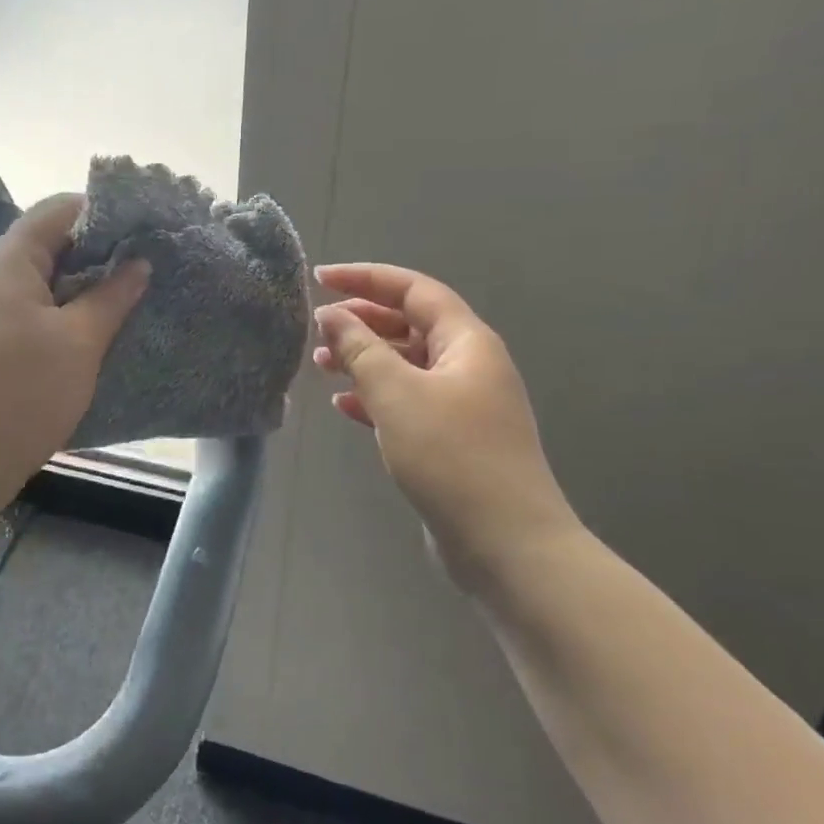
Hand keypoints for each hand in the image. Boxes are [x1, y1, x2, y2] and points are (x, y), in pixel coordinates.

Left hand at [0, 195, 149, 496]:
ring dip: (84, 284)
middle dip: (100, 250)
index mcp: (10, 259)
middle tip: (147, 266)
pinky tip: (96, 328)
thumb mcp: (79, 342)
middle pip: (51, 240)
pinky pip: (33, 307)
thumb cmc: (22, 393)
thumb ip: (112, 296)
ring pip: (44, 277)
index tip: (146, 230)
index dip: (105, 212)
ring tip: (130, 296)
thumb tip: (138, 262)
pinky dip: (65, 310)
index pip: (60, 209)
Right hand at [312, 263, 578, 586]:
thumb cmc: (451, 456)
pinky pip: (408, 402)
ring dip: (364, 360)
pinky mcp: (452, 439)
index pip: (414, 290)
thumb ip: (360, 349)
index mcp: (467, 342)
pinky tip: (344, 407)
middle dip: (362, 321)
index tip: (321, 279)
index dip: (365, 278)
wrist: (506, 544)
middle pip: (410, 324)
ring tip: (321, 366)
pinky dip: (375, 397)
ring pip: (406, 365)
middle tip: (317, 328)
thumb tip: (332, 316)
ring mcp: (463, 404)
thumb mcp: (396, 394)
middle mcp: (469, 365)